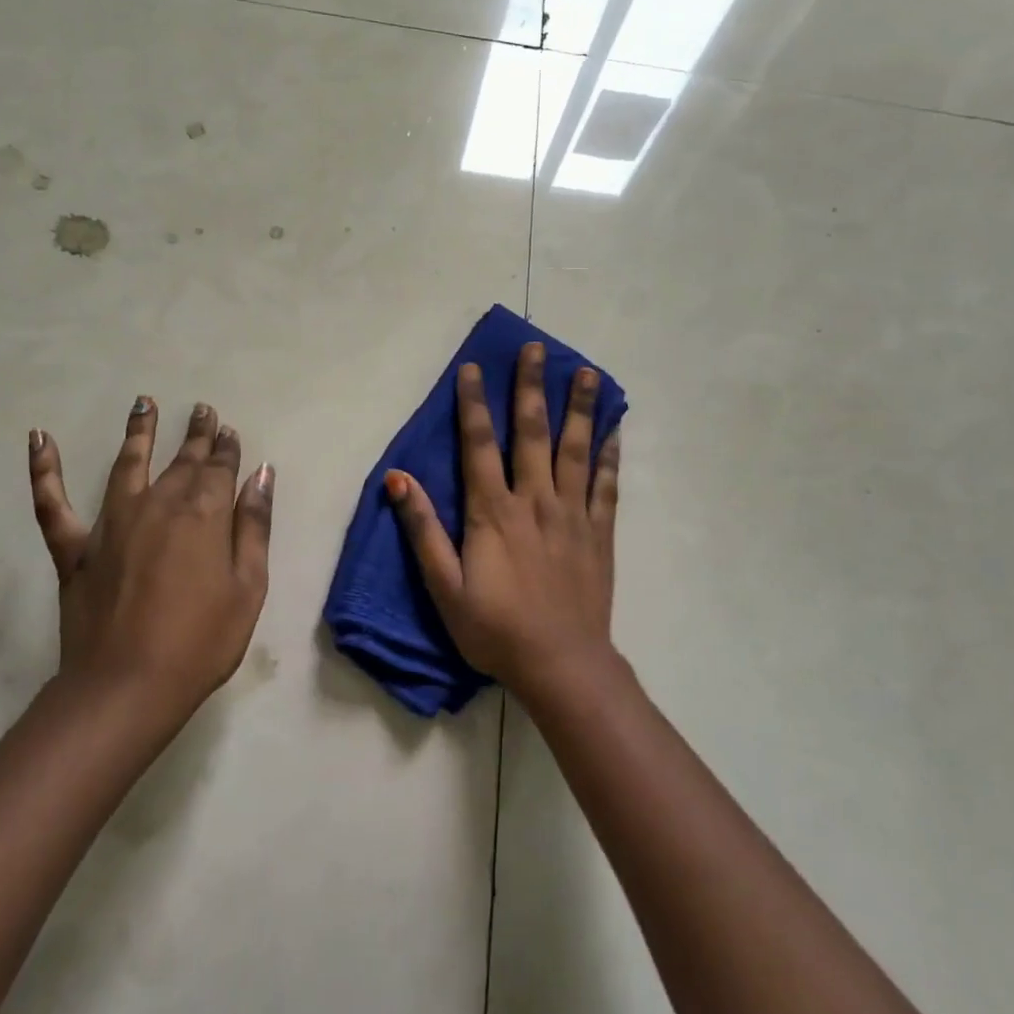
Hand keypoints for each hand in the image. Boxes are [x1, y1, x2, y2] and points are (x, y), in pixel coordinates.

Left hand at [27, 398, 272, 727]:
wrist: (127, 687)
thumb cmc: (201, 641)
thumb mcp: (248, 586)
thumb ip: (254, 526)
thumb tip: (262, 474)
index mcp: (203, 514)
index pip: (220, 468)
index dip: (227, 448)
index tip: (230, 431)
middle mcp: (158, 504)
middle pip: (182, 460)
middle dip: (196, 434)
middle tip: (203, 410)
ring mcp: (112, 523)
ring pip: (127, 464)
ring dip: (139, 431)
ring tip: (144, 402)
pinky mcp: (75, 548)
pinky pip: (52, 502)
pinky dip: (43, 469)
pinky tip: (38, 437)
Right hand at [385, 342, 620, 700]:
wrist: (561, 665)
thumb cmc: (495, 629)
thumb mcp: (444, 586)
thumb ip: (422, 530)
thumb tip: (397, 479)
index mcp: (494, 512)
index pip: (479, 444)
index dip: (473, 404)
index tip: (472, 368)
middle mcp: (535, 500)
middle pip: (532, 432)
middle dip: (531, 387)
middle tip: (536, 348)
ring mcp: (572, 514)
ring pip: (576, 449)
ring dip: (580, 408)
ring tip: (587, 372)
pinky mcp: (599, 532)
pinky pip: (607, 484)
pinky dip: (611, 453)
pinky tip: (615, 428)